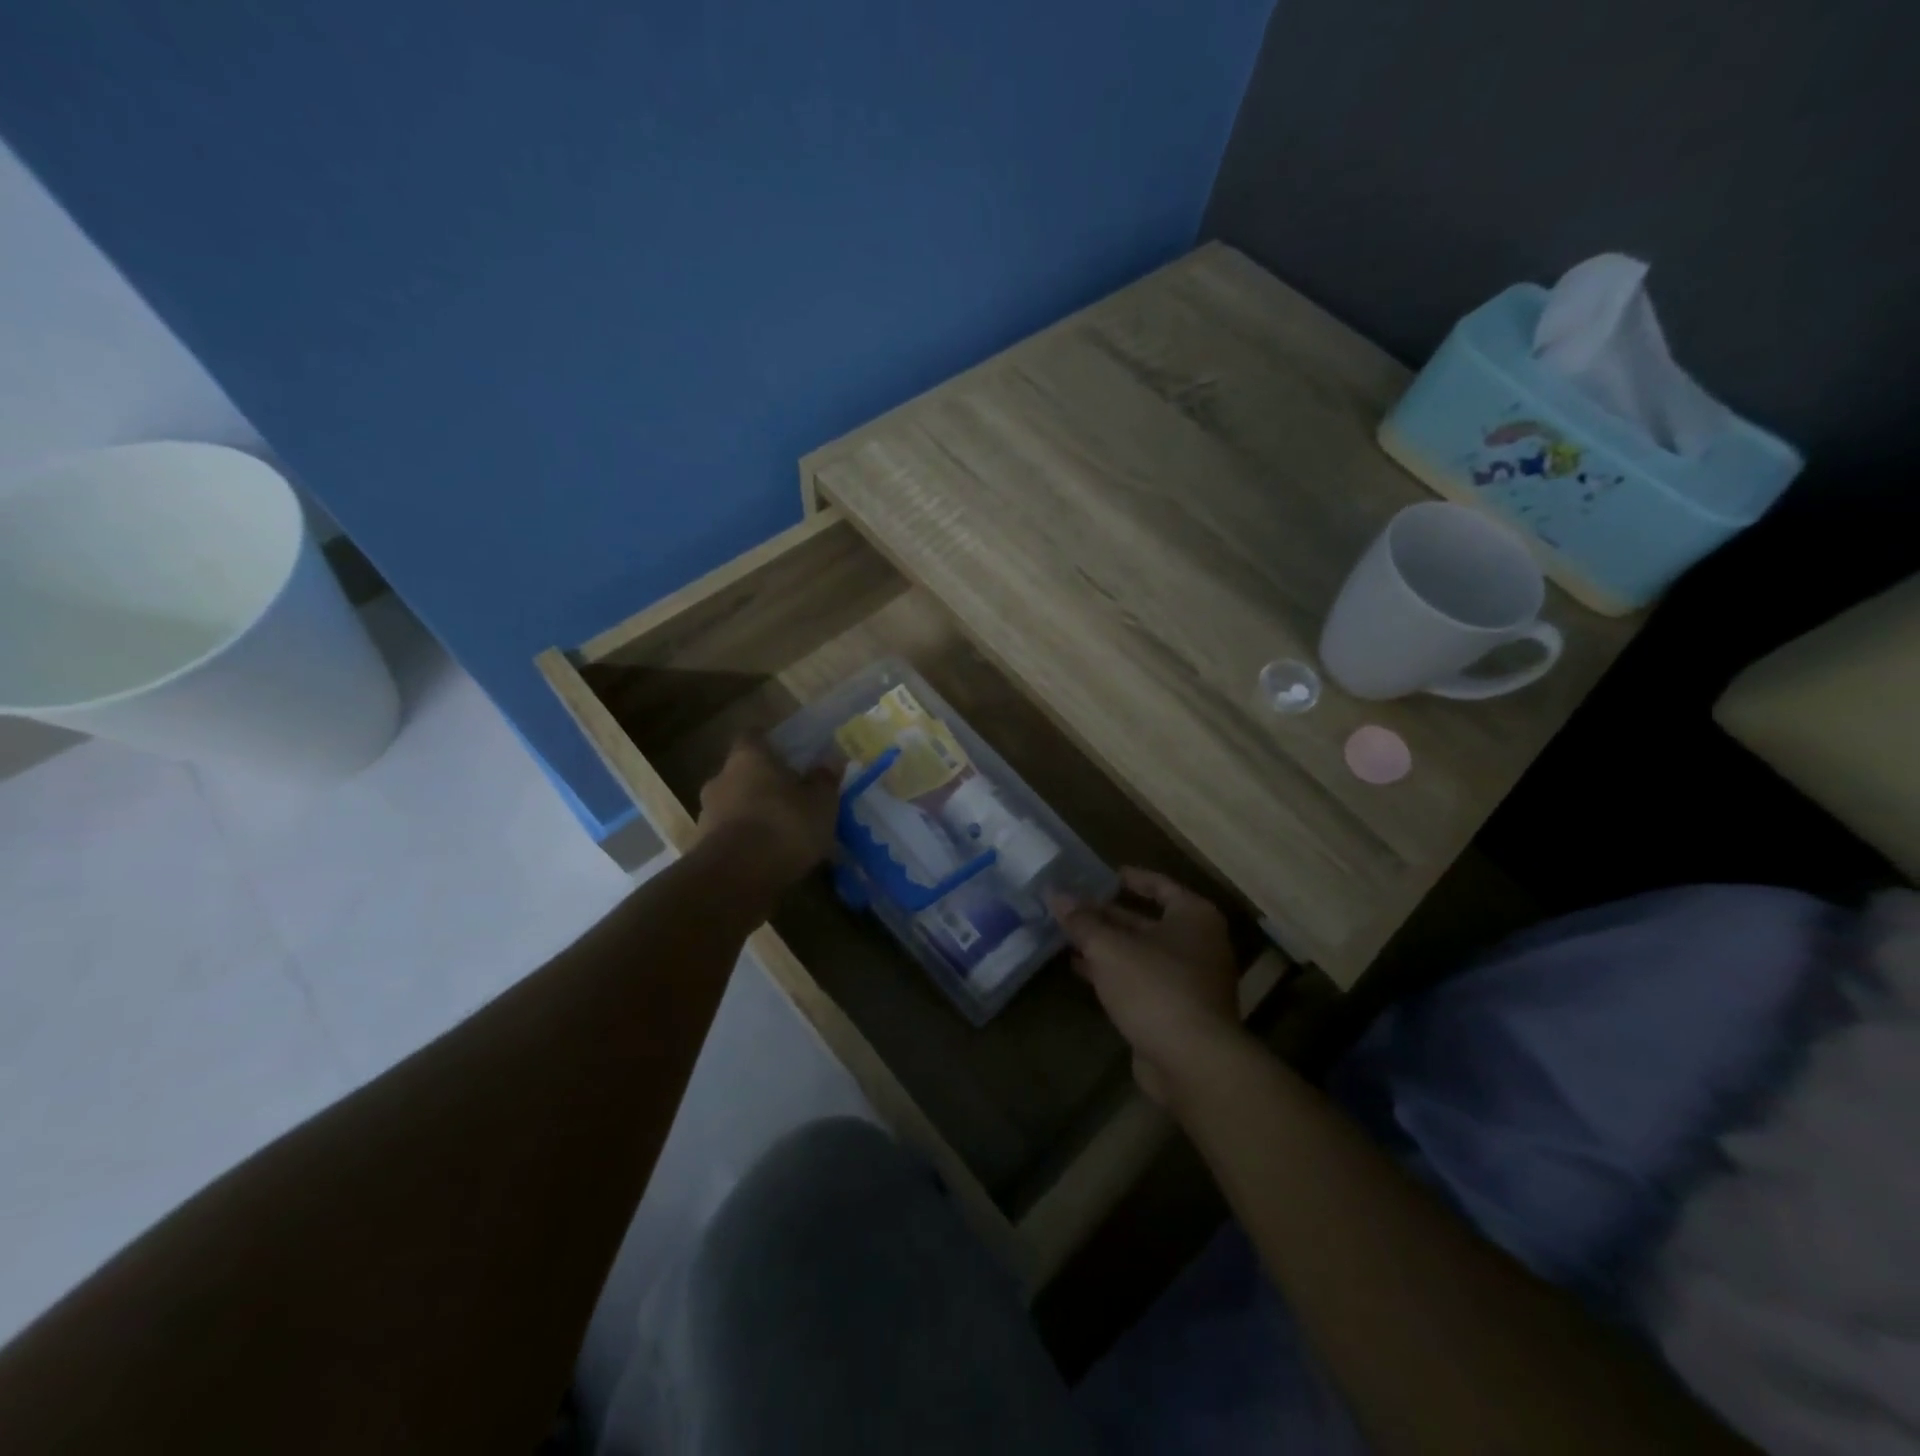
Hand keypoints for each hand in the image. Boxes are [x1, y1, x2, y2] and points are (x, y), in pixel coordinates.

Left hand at [694, 739, 839, 889]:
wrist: (734, 880)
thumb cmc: (783, 826)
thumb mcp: (820, 802)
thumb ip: (824, 779)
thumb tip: (831, 758)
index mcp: (747, 758)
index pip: (754, 736)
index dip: (771, 743)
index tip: (790, 754)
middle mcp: (721, 779)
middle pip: (742, 773)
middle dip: (764, 783)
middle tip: (792, 797)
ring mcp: (707, 815)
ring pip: (735, 805)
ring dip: (754, 814)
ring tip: (783, 833)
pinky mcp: (703, 848)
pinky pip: (730, 836)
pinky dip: (747, 842)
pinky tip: (769, 857)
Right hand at [1048, 868, 1242, 1104]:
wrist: (1192, 1062)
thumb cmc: (1155, 987)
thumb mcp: (1109, 948)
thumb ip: (1082, 921)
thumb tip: (1055, 894)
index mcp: (1193, 917)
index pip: (1161, 886)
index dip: (1132, 879)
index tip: (1104, 875)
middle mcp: (1198, 944)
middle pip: (1147, 921)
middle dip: (1108, 916)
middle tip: (1072, 908)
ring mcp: (1190, 981)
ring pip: (1141, 954)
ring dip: (1106, 947)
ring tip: (1067, 937)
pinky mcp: (1177, 1012)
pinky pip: (1140, 982)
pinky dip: (1114, 974)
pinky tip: (1081, 971)